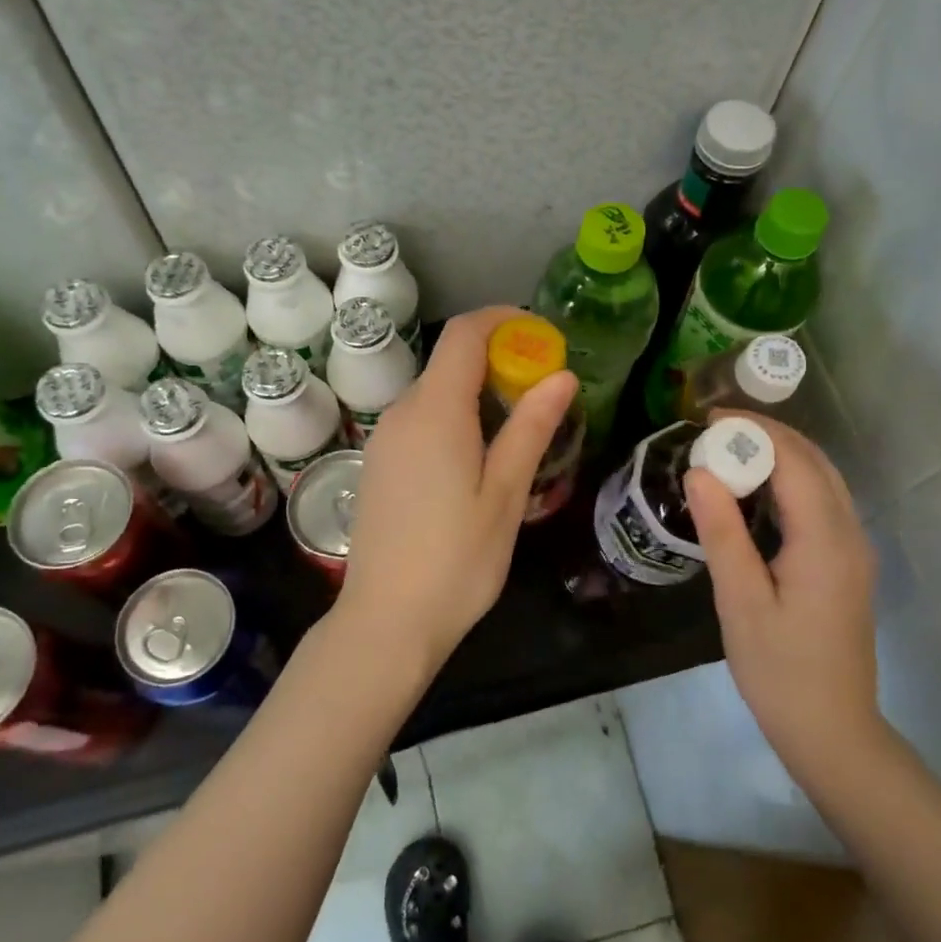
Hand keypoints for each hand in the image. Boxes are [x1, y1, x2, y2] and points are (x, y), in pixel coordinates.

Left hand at [335, 306, 577, 677]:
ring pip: (435, 392)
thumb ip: (531, 428)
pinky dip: (454, 416)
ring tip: (521, 428)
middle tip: (544, 391)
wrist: (386, 620)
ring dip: (478, 391)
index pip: (465, 334)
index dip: (504, 320)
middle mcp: (401, 413)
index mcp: (435, 411)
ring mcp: (384, 439)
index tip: (543, 335)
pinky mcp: (378, 464)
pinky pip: (420, 420)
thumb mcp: (505, 494)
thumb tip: (561, 374)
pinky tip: (478, 457)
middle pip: (450, 361)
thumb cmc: (457, 561)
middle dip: (499, 359)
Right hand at [684, 414, 884, 771]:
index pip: (795, 462)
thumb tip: (699, 472)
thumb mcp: (741, 602)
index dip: (755, 432)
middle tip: (714, 431)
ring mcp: (854, 550)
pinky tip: (757, 491)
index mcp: (826, 541)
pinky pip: (823, 502)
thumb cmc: (780, 670)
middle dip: (768, 436)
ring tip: (730, 451)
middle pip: (816, 463)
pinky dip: (791, 481)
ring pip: (824, 480)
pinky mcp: (847, 564)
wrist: (832, 730)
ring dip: (781, 456)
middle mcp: (850, 534)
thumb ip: (722, 533)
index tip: (708, 420)